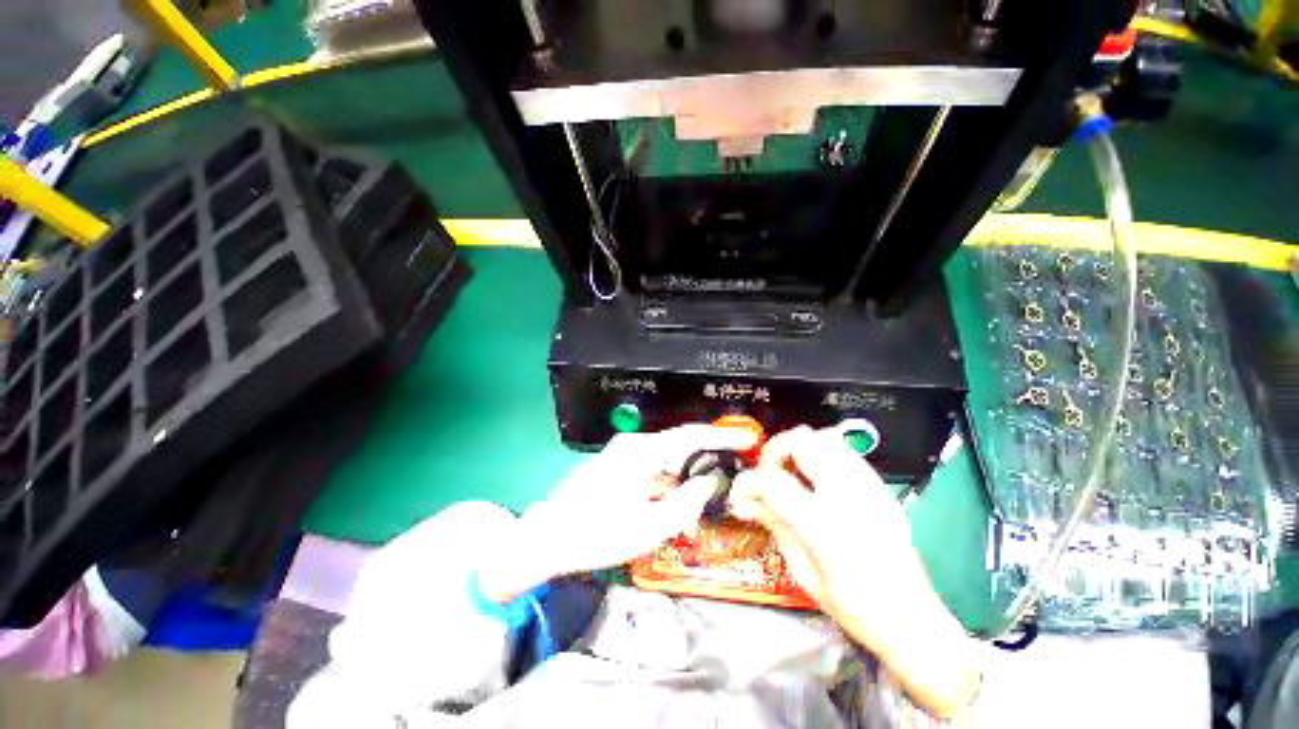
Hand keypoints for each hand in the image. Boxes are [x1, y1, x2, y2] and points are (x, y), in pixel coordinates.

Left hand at [477, 424, 755, 603]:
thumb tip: (709, 482)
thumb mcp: (650, 527)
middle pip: (679, 447)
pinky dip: (666, 484)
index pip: (691, 435)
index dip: (721, 435)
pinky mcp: (615, 465)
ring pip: (665, 461)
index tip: (747, 437)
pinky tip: (672, 506)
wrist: (547, 538)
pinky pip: (651, 469)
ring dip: (684, 479)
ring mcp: (622, 453)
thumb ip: (686, 503)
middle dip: (704, 463)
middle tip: (728, 478)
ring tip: (701, 501)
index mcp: (642, 451)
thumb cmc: (598, 534)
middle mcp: (633, 444)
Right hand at [729, 426, 979, 717]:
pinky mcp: (880, 487)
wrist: (911, 619)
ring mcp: (869, 487)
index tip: (741, 493)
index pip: (773, 481)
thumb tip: (746, 501)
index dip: (748, 482)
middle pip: (801, 442)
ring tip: (789, 470)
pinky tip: (814, 476)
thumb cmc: (854, 607)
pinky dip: (820, 453)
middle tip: (766, 472)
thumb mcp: (803, 572)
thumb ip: (774, 525)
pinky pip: (844, 451)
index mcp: (825, 526)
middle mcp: (849, 496)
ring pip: (824, 438)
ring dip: (797, 447)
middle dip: (774, 450)